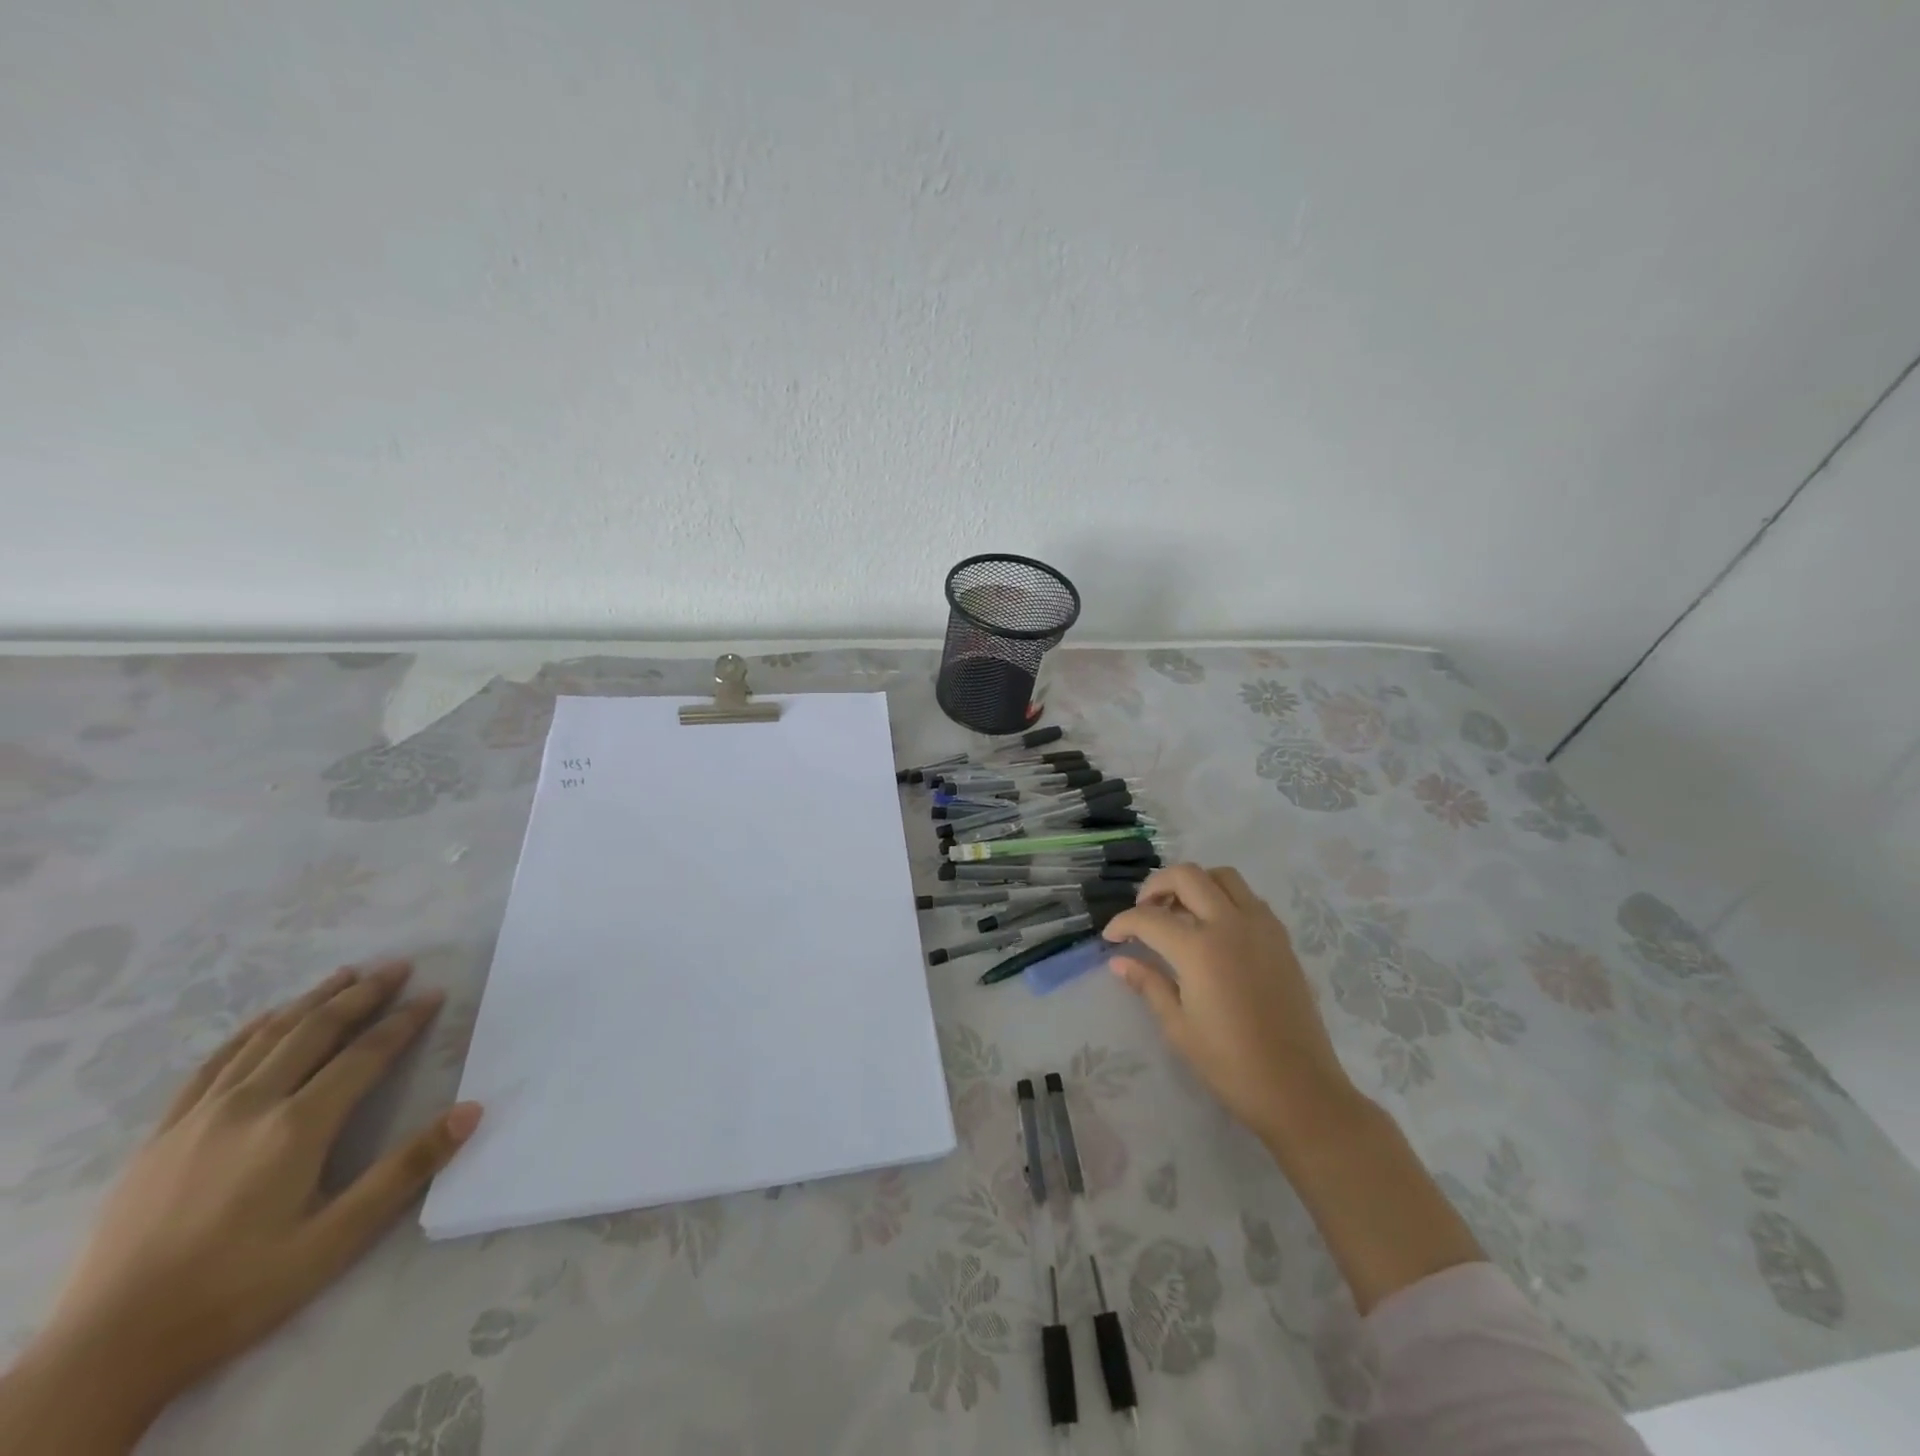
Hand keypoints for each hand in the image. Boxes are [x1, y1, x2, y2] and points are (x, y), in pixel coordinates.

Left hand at [1, 961, 481, 1453]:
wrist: (105, 1351)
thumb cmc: (237, 1291)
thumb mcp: (335, 1240)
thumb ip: (406, 1170)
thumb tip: (471, 1110)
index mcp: (297, 1127)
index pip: (365, 1055)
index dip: (405, 1020)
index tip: (434, 993)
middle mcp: (250, 1106)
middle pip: (315, 1032)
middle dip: (362, 994)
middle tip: (398, 967)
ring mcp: (198, 1117)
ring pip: (266, 1038)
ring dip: (311, 1001)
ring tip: (345, 975)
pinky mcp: (162, 1136)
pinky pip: (213, 1065)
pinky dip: (249, 1032)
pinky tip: (265, 1020)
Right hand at [1103, 864, 1360, 1151]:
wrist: (1299, 1090)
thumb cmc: (1231, 1065)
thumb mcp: (1179, 1027)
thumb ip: (1149, 984)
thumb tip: (1119, 962)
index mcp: (1200, 949)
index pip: (1149, 918)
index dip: (1123, 923)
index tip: (1111, 938)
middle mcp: (1231, 924)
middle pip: (1187, 876)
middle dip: (1156, 886)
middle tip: (1144, 911)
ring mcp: (1261, 926)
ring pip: (1222, 876)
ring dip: (1194, 884)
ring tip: (1179, 912)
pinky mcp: (1281, 938)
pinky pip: (1248, 897)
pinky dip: (1224, 897)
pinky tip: (1213, 929)